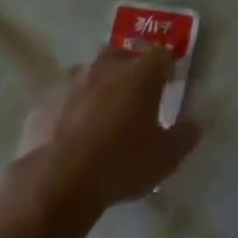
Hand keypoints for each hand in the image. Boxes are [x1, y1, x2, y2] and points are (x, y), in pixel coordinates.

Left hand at [11, 49, 201, 213]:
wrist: (57, 183)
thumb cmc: (121, 164)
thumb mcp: (165, 158)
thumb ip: (184, 137)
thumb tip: (194, 126)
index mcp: (141, 73)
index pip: (161, 54)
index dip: (166, 68)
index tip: (166, 86)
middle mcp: (107, 66)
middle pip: (122, 55)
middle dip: (128, 69)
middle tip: (132, 96)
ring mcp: (71, 81)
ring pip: (89, 73)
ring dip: (96, 86)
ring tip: (98, 115)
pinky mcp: (43, 102)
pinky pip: (62, 97)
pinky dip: (69, 108)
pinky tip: (69, 134)